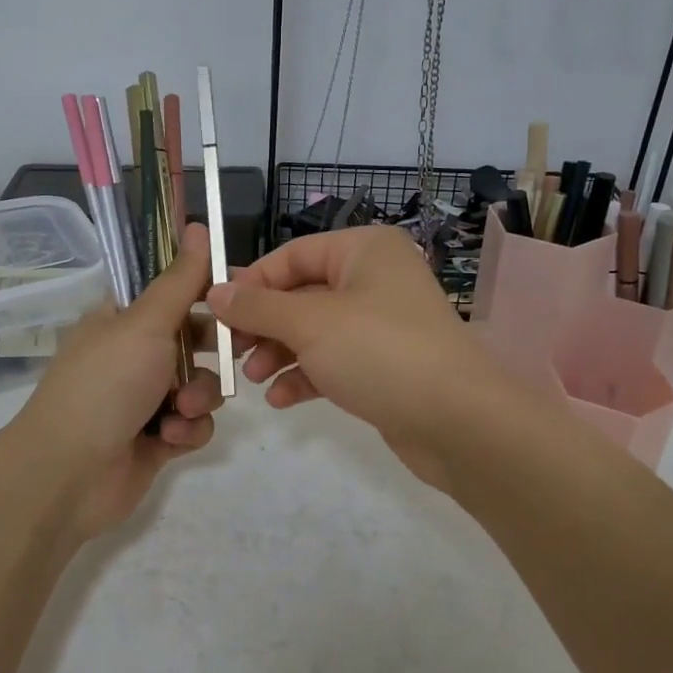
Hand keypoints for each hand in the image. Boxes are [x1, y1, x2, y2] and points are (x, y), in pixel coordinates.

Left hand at [9, 224, 224, 537]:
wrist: (69, 473)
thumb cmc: (105, 385)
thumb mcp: (145, 323)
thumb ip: (180, 280)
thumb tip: (198, 225)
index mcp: (122, 319)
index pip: (171, 290)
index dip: (204, 290)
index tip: (236, 293)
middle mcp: (134, 354)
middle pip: (194, 338)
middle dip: (214, 349)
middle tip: (237, 349)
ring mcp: (146, 398)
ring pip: (200, 383)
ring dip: (199, 395)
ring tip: (181, 409)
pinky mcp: (158, 438)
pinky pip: (194, 423)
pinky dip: (188, 429)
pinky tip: (171, 438)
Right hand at [208, 225, 512, 493]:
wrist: (458, 422)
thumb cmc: (380, 352)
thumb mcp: (309, 324)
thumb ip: (257, 307)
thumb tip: (214, 292)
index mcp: (364, 250)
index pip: (292, 255)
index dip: (252, 282)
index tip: (216, 313)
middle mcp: (374, 279)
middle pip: (301, 294)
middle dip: (264, 325)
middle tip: (232, 352)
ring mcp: (381, 324)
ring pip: (314, 331)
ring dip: (280, 353)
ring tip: (254, 379)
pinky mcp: (384, 364)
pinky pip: (334, 361)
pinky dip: (306, 376)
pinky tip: (282, 400)